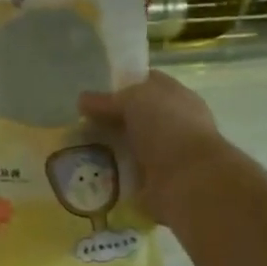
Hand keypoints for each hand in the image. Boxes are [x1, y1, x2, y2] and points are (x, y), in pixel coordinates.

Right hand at [79, 72, 227, 225]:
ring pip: (128, 146)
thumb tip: (83, 100)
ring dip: (107, 148)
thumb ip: (108, 100)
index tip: (94, 90)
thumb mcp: (134, 100)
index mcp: (176, 97)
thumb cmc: (168, 128)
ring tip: (77, 147)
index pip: (147, 83)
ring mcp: (165, 155)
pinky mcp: (154, 182)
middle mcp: (173, 124)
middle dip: (109, 119)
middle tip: (79, 121)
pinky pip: (126, 174)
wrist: (190, 180)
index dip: (122, 84)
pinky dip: (110, 174)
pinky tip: (88, 171)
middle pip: (135, 116)